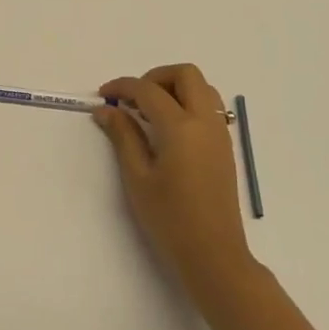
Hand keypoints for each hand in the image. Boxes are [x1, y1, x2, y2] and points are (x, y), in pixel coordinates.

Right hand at [94, 63, 256, 304]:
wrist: (214, 255)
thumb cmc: (170, 219)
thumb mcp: (138, 177)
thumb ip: (123, 136)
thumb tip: (106, 109)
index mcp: (181, 127)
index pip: (148, 90)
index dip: (123, 86)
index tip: (104, 95)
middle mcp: (205, 121)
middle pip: (185, 74)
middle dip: (155, 77)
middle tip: (133, 99)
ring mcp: (219, 133)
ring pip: (202, 87)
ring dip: (175, 88)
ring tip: (150, 112)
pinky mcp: (224, 146)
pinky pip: (209, 107)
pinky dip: (188, 103)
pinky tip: (169, 129)